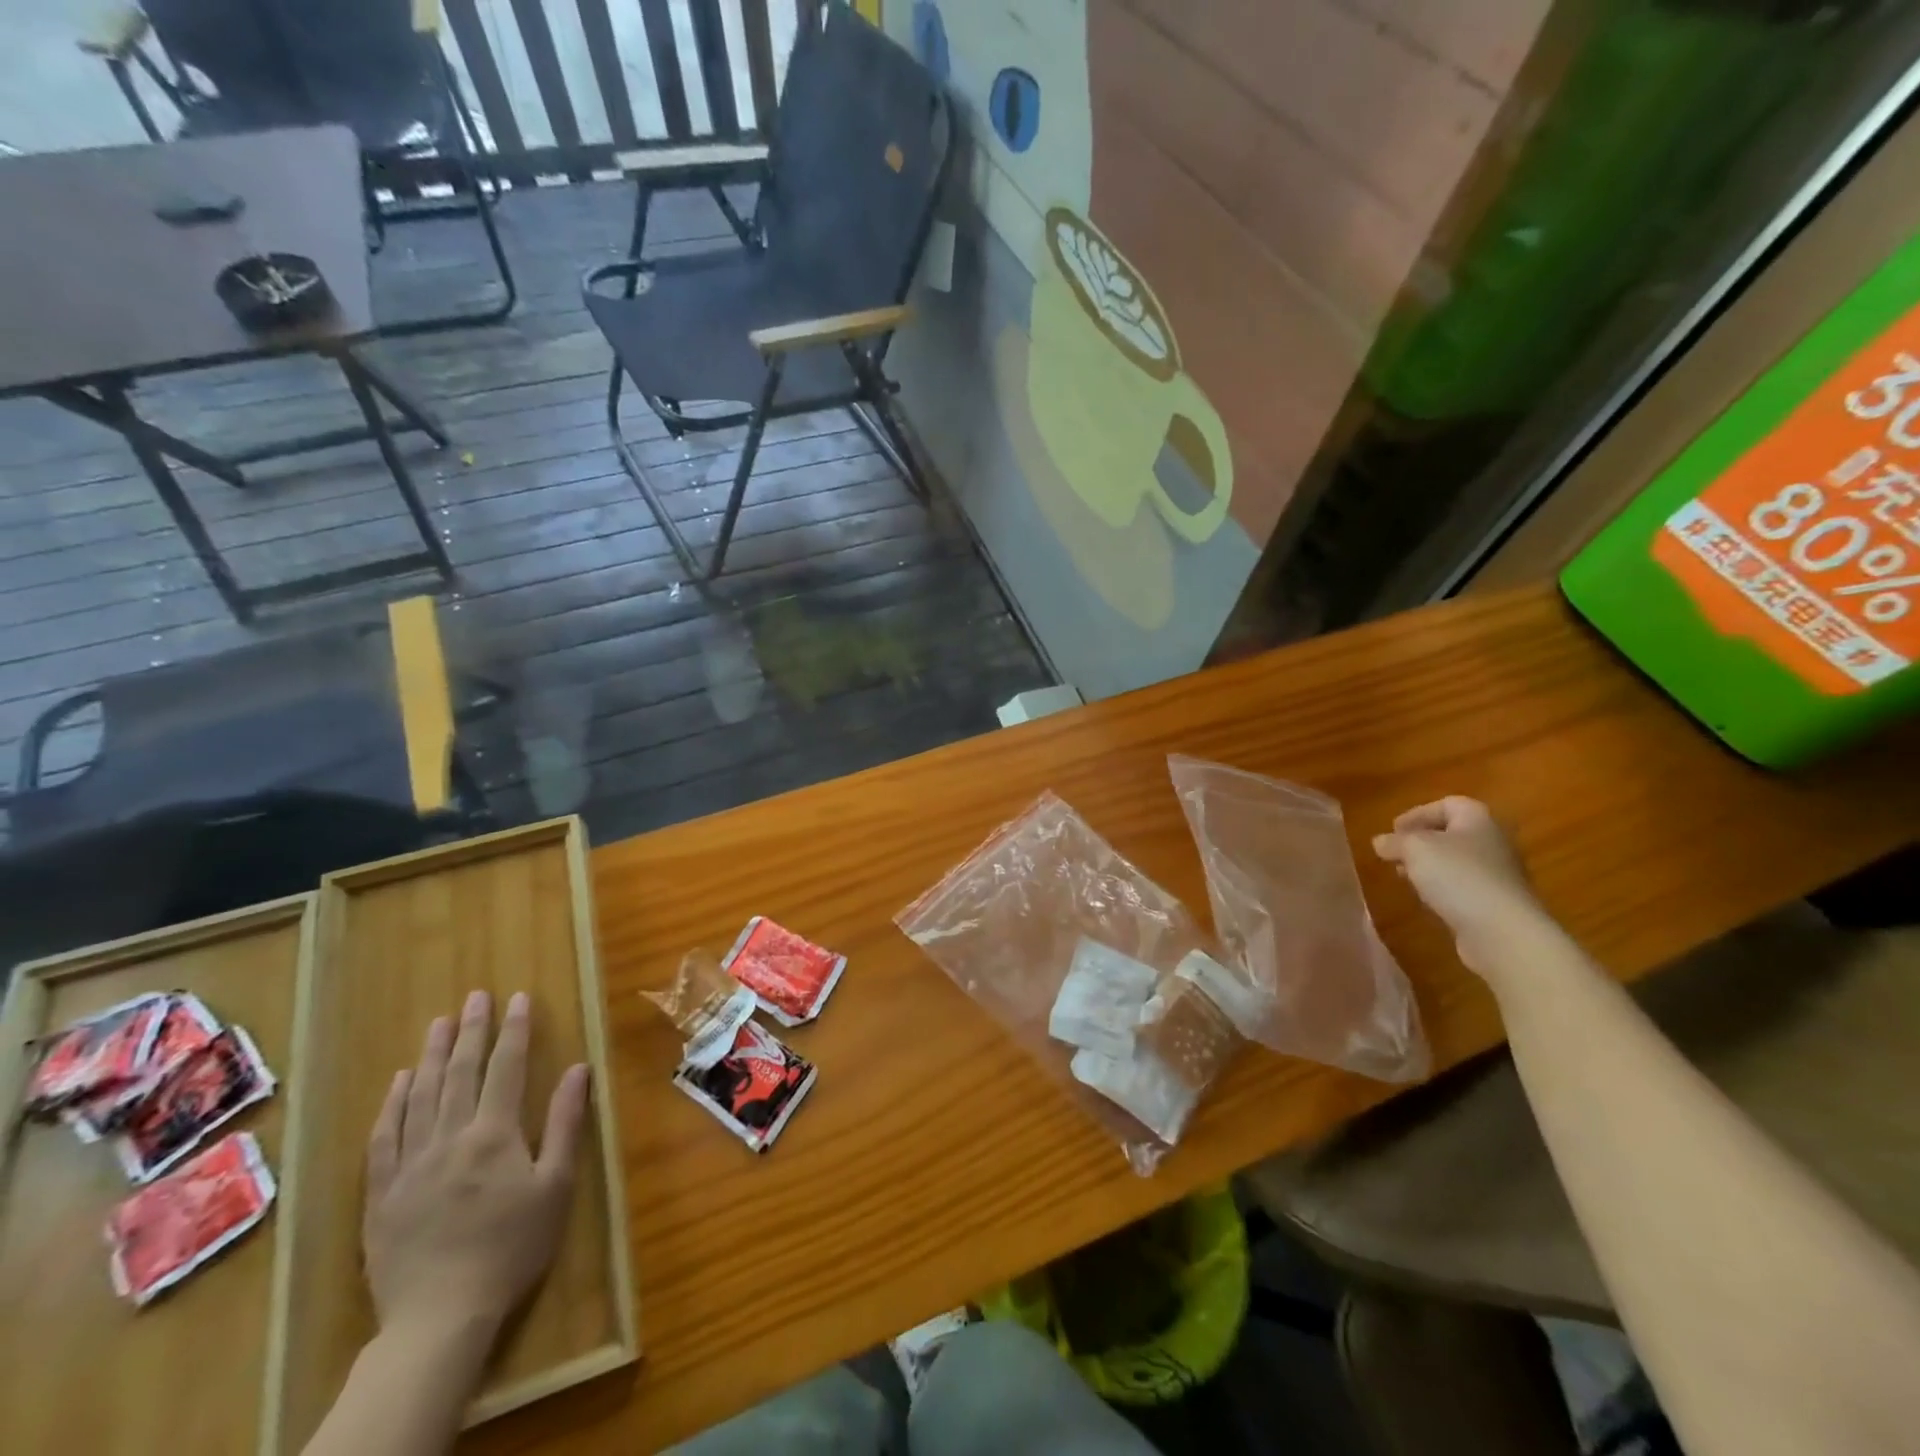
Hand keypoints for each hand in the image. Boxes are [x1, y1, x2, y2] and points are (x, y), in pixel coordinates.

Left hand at [364, 990, 588, 1345]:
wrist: (440, 1316)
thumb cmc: (512, 1247)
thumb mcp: (555, 1185)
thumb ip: (564, 1123)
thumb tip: (577, 1069)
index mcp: (494, 1134)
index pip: (506, 1068)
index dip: (514, 1030)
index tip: (519, 997)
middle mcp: (449, 1137)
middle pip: (461, 1073)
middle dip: (472, 1030)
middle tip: (476, 996)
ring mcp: (409, 1164)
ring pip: (420, 1096)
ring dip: (433, 1055)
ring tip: (440, 1022)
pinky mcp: (380, 1193)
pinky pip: (383, 1137)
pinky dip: (393, 1103)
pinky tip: (400, 1081)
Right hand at [1372, 797, 1545, 975]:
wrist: (1503, 931)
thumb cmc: (1458, 876)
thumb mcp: (1414, 849)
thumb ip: (1394, 841)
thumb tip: (1381, 842)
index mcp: (1478, 820)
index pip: (1448, 804)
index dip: (1417, 813)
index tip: (1393, 831)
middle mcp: (1493, 842)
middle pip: (1452, 833)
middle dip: (1421, 841)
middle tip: (1396, 853)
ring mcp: (1498, 875)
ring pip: (1456, 861)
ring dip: (1429, 866)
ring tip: (1406, 877)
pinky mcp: (1496, 903)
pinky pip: (1463, 886)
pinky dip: (1442, 888)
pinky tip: (1427, 900)